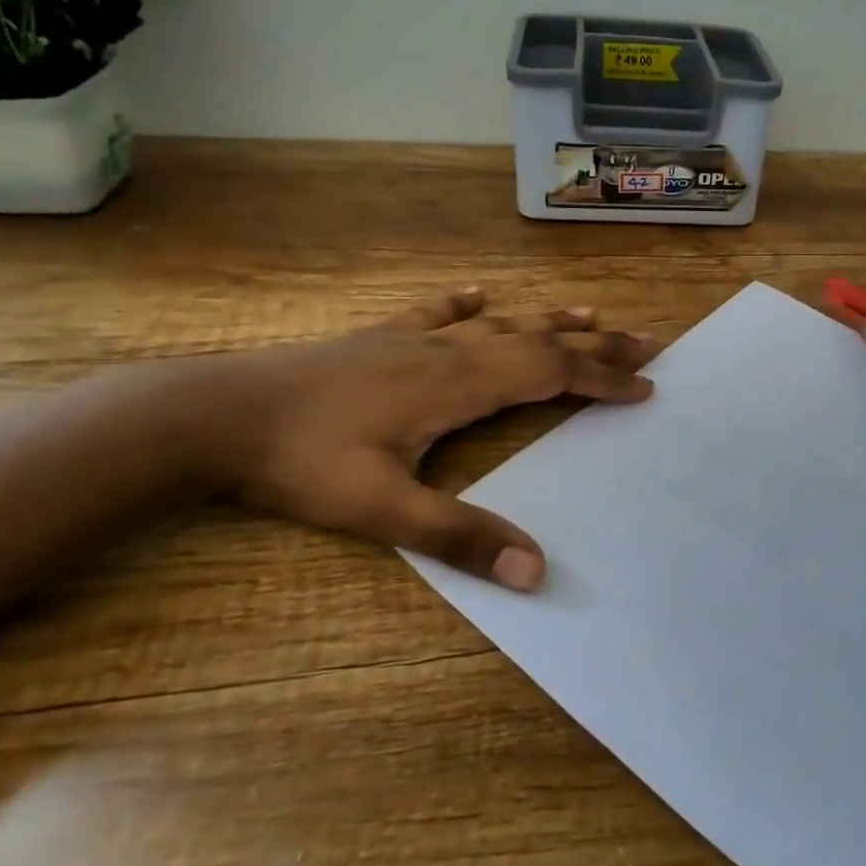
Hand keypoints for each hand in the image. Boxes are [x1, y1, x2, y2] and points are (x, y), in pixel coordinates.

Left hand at [223, 291, 655, 590]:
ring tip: (588, 313)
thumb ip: (460, 538)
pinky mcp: (380, 338)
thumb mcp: (382, 510)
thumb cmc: (303, 462)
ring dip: (548, 320)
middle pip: (538, 341)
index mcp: (459, 386)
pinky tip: (478, 295)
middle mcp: (448, 352)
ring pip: (498, 324)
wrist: (219, 413)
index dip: (601, 380)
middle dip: (595, 343)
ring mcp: (413, 339)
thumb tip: (536, 570)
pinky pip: (435, 312)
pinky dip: (464, 304)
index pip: (550, 375)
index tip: (644, 386)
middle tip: (645, 340)